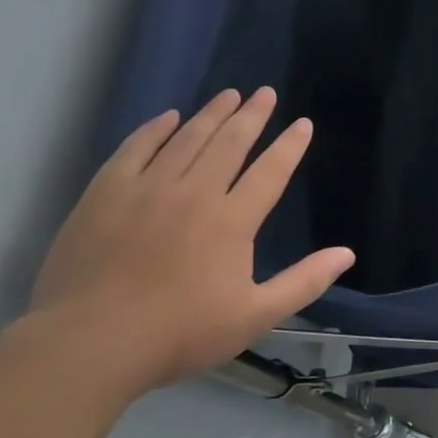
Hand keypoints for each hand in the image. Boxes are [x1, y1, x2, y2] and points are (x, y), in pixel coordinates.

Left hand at [30, 88, 353, 390]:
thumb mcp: (255, 316)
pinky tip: (168, 117)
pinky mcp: (105, 194)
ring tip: (228, 95)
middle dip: (252, 115)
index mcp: (232, 220)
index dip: (290, 145)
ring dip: (211, 114)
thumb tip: (347, 254)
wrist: (89, 343)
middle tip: (265, 93)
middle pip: (230, 143)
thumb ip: (304, 282)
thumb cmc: (179, 333)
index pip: (270, 171)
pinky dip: (155, 130)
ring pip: (186, 139)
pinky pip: (135, 149)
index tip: (302, 123)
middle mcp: (194, 193)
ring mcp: (147, 189)